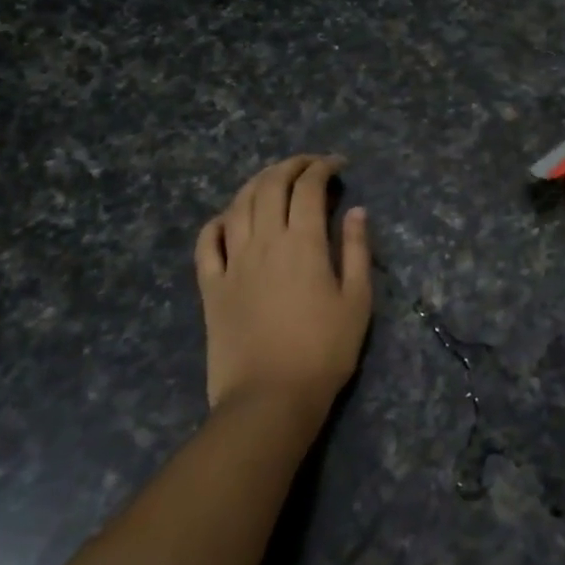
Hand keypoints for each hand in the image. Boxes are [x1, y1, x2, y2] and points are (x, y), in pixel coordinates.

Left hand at [195, 155, 372, 417]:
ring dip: (257, 182)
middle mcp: (264, 241)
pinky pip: (206, 241)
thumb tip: (357, 210)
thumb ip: (357, 250)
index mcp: (303, 243)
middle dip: (291, 165)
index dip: (323, 167)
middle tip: (309, 165)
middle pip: (270, 185)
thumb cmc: (324, 351)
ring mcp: (232, 262)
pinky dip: (218, 220)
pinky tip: (230, 217)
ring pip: (238, 204)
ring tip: (274, 179)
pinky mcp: (211, 286)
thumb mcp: (357, 301)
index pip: (309, 187)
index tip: (338, 165)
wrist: (269, 399)